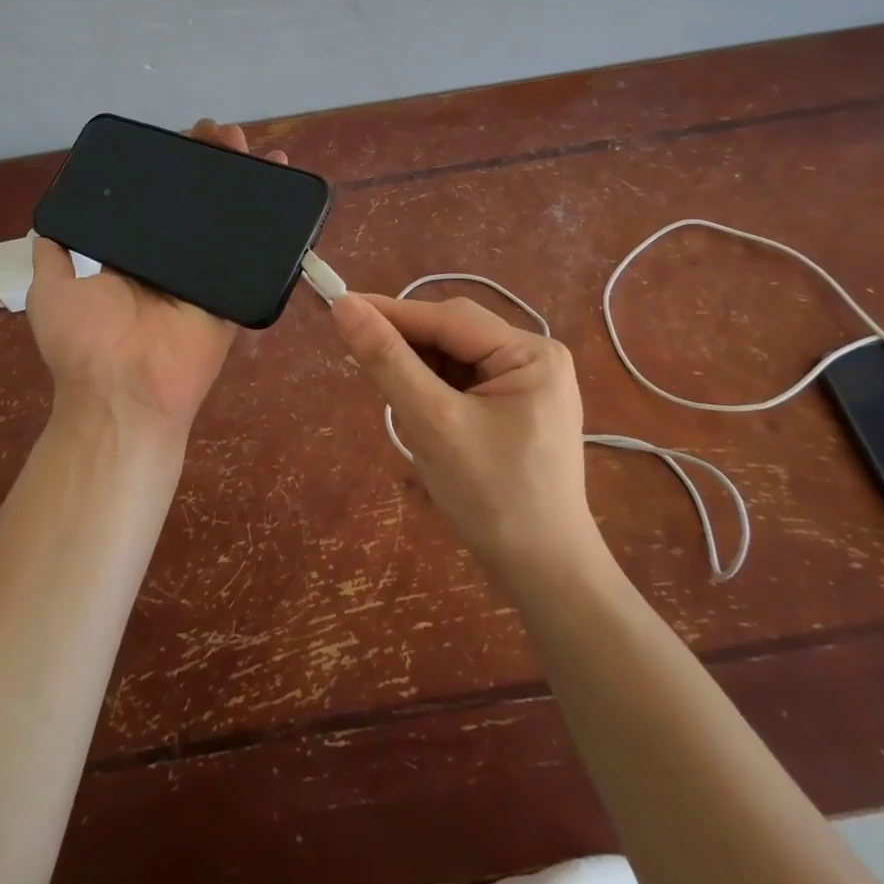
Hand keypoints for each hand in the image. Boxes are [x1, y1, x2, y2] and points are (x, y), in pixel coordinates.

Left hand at [27, 119, 286, 439]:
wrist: (124, 393)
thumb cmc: (85, 340)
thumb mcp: (52, 285)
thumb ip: (56, 248)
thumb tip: (57, 212)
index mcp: (134, 253)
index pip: (156, 198)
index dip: (171, 166)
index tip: (184, 138)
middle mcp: (172, 257)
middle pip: (198, 202)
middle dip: (212, 164)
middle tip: (223, 135)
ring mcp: (207, 274)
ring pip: (229, 221)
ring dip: (244, 183)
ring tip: (253, 150)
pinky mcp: (234, 291)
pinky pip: (257, 256)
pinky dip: (274, 225)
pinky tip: (283, 188)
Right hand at [329, 292, 600, 571]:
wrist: (544, 575)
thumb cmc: (493, 498)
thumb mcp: (434, 424)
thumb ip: (388, 362)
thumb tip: (344, 307)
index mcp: (531, 353)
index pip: (448, 318)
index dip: (391, 312)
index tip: (338, 307)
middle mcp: (535, 358)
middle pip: (453, 335)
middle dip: (406, 348)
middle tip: (354, 357)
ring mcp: (527, 385)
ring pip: (454, 359)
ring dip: (417, 372)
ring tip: (387, 395)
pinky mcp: (515, 409)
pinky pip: (463, 383)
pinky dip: (432, 391)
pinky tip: (416, 412)